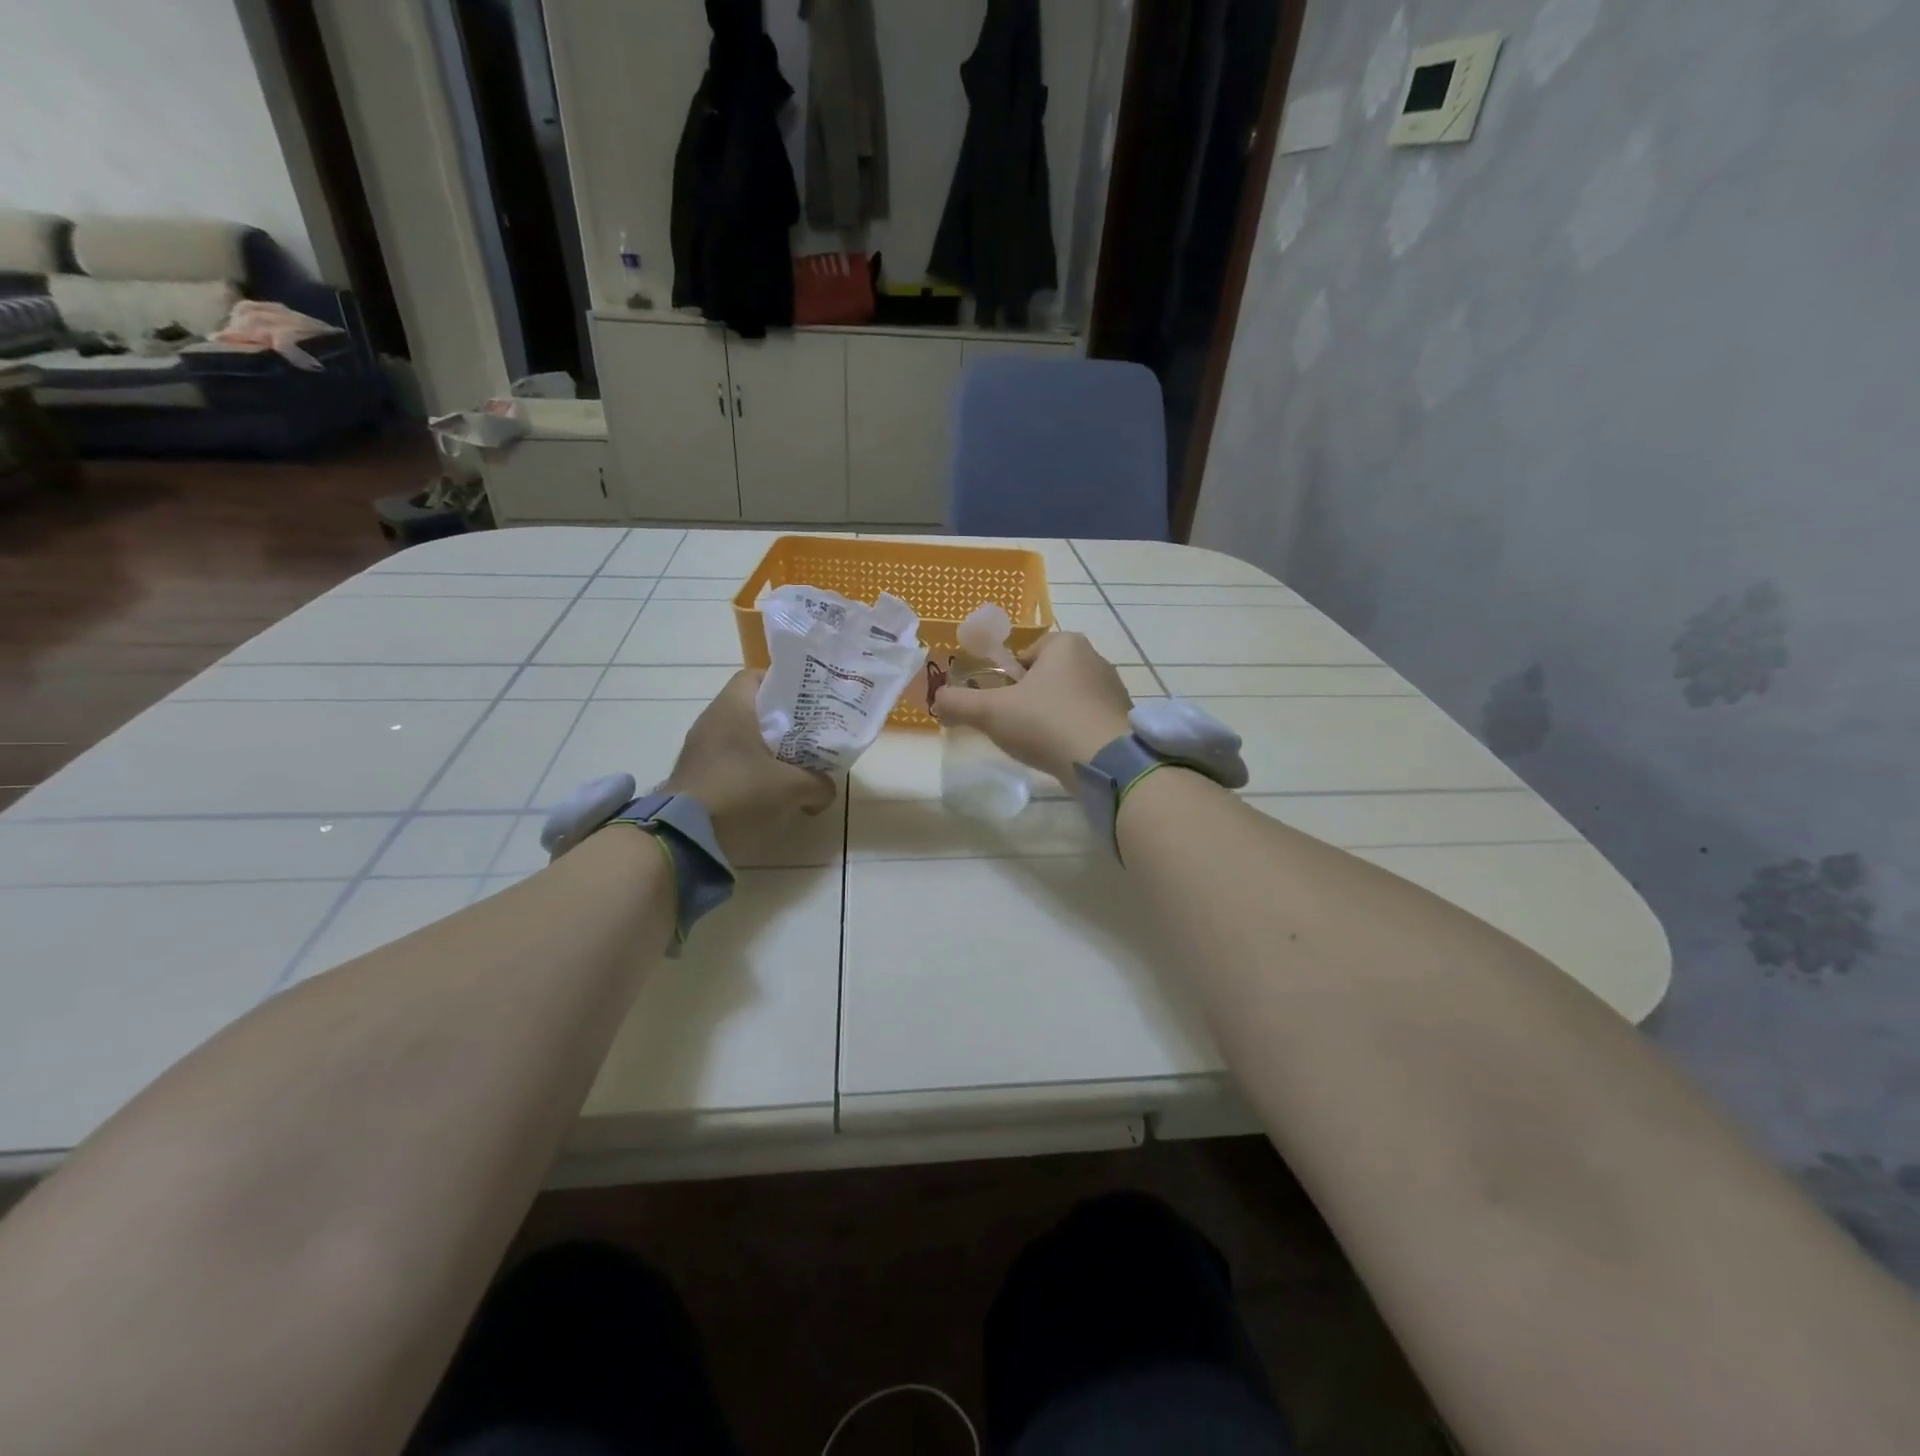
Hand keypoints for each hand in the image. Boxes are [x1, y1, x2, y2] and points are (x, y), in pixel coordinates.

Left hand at [662, 669, 835, 860]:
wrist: (684, 838)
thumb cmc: (740, 794)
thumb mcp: (792, 788)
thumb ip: (818, 783)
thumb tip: (825, 789)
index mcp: (731, 709)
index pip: (754, 676)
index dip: (782, 684)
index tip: (807, 702)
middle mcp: (711, 723)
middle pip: (752, 711)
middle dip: (783, 723)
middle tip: (811, 737)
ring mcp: (700, 752)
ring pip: (742, 740)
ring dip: (768, 752)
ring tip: (797, 767)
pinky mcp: (696, 779)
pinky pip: (731, 765)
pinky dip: (752, 773)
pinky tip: (773, 792)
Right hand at [932, 632, 1134, 789]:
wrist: (1105, 762)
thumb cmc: (1046, 722)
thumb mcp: (991, 712)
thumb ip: (959, 703)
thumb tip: (937, 699)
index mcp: (1065, 643)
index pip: (1026, 655)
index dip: (1007, 680)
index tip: (1000, 705)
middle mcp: (1094, 658)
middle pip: (1047, 677)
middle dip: (1030, 699)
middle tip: (1015, 727)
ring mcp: (1114, 689)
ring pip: (1068, 699)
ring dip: (1052, 717)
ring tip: (1040, 744)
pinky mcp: (1124, 719)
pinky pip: (1088, 721)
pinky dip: (1074, 733)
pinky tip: (1064, 753)